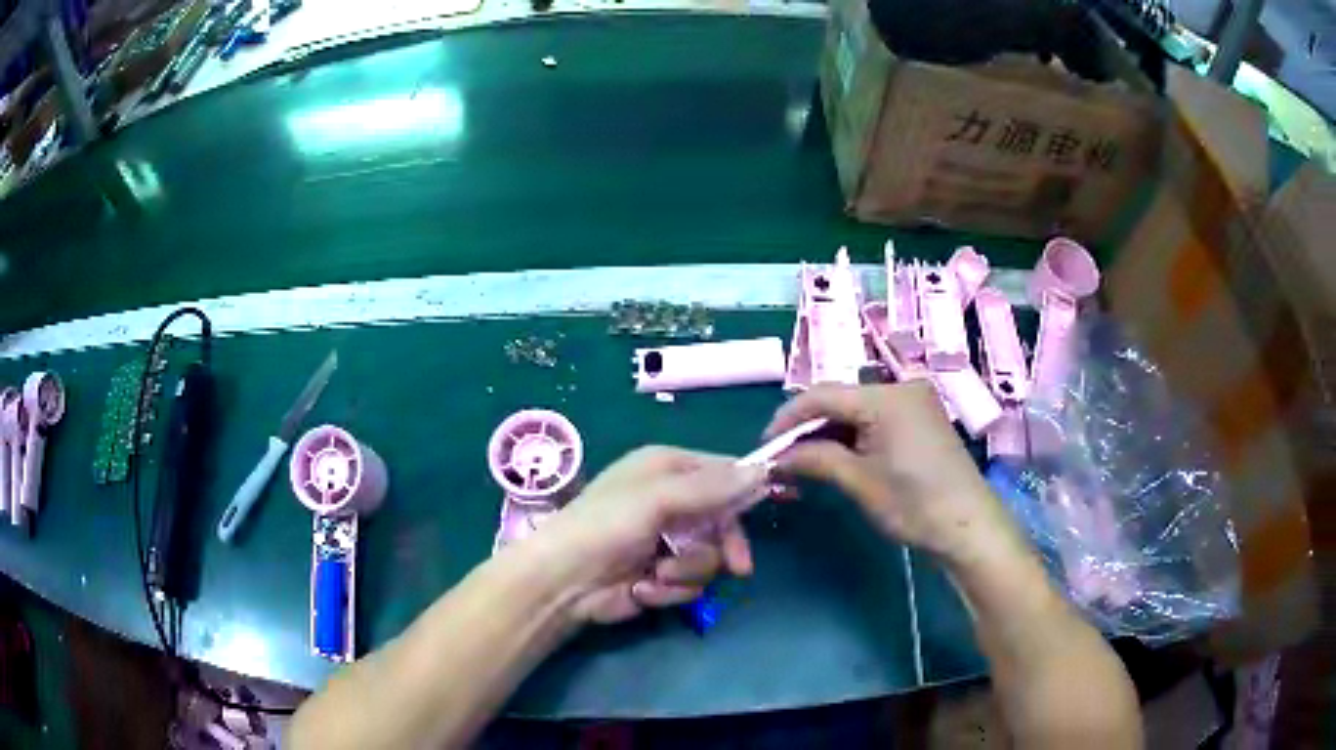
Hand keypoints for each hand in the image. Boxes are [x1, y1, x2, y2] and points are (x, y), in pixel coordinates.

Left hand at [531, 447, 766, 624]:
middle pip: (724, 519)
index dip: (749, 485)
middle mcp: (670, 501)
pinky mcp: (661, 577)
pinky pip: (690, 583)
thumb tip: (763, 471)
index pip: (722, 470)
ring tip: (658, 575)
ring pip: (710, 557)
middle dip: (725, 545)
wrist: (562, 582)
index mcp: (667, 469)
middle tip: (738, 567)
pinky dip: (669, 589)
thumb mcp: (657, 499)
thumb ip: (711, 488)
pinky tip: (642, 589)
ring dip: (687, 571)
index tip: (783, 497)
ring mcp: (666, 542)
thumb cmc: (605, 526)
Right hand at [765, 383, 1024, 566]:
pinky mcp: (921, 418)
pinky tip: (836, 458)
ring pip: (856, 409)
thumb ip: (815, 459)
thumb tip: (775, 457)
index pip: (822, 395)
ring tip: (804, 463)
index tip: (765, 446)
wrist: (968, 525)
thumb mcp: (860, 482)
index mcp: (885, 396)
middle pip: (840, 399)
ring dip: (829, 433)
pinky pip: (876, 418)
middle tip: (782, 458)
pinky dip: (853, 436)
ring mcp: (914, 401)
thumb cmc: (914, 504)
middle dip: (807, 428)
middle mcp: (900, 387)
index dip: (788, 419)